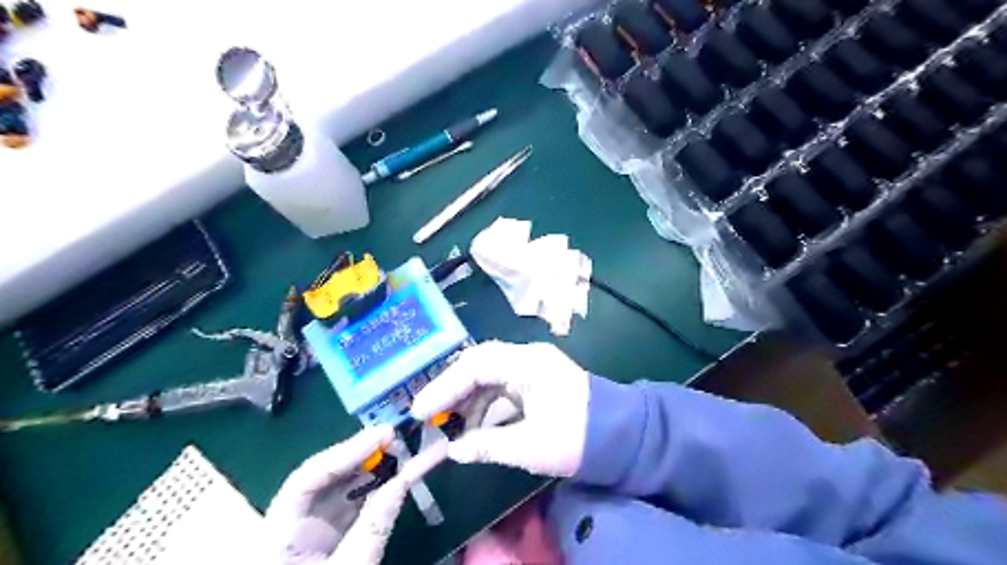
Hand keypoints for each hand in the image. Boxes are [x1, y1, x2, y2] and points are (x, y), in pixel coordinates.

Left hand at [264, 426, 413, 562]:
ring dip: (370, 471)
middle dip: (360, 456)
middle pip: (323, 479)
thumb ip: (374, 527)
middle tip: (396, 439)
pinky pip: (350, 507)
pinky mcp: (327, 540)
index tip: (383, 436)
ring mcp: (308, 534)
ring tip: (400, 453)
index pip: (307, 479)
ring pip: (339, 490)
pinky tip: (394, 479)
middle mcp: (290, 526)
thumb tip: (402, 482)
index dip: (345, 452)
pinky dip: (374, 492)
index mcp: (277, 536)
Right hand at [407, 340, 586, 475]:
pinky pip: (501, 385)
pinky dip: (484, 403)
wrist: (622, 435)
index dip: (444, 387)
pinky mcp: (535, 380)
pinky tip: (474, 425)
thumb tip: (453, 450)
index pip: (475, 365)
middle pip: (478, 364)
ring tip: (450, 426)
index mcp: (527, 363)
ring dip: (467, 398)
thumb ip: (487, 445)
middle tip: (428, 414)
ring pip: (488, 374)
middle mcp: (527, 357)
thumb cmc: (578, 438)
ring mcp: (532, 366)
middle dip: (451, 389)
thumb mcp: (531, 446)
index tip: (420, 410)